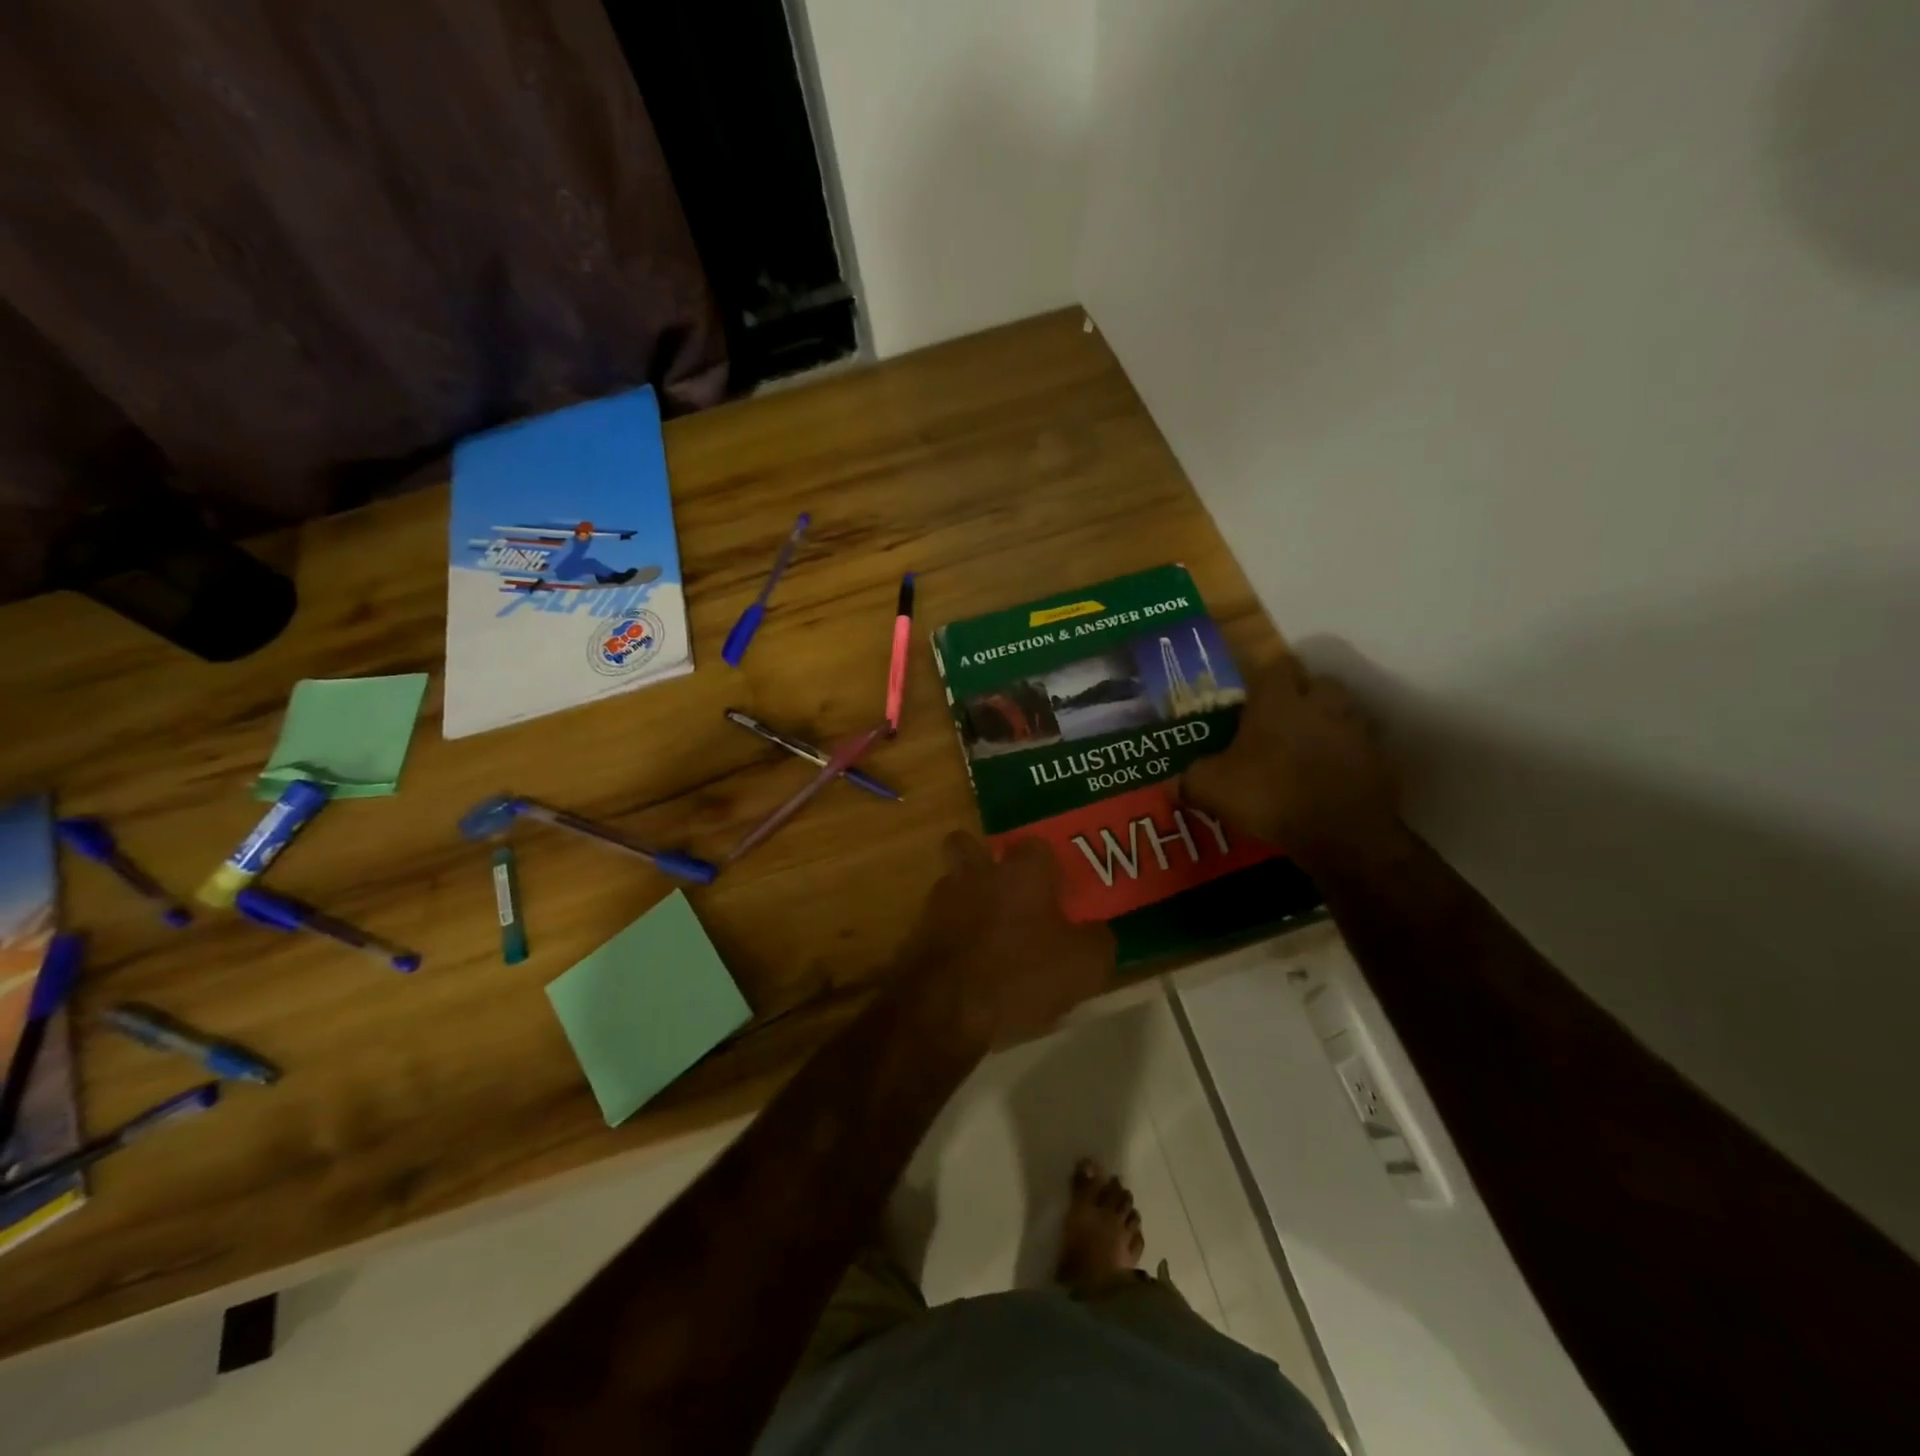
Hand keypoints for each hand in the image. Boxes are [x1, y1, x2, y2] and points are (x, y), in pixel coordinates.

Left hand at [896, 833, 1115, 1048]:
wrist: (943, 1009)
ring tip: (986, 934)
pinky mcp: (916, 932)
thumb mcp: (1083, 967)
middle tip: (1004, 889)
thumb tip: (1095, 932)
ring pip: (951, 884)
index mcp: (1021, 872)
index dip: (1046, 864)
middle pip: (968, 845)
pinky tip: (967, 964)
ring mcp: (940, 901)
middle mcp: (976, 874)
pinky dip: (951, 937)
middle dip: (981, 859)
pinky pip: (938, 924)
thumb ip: (1096, 941)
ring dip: (965, 900)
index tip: (1056, 887)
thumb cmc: (1020, 975)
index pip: (1035, 845)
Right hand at [1181, 653, 1403, 868]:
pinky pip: (1362, 750)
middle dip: (1304, 696)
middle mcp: (1321, 705)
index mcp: (1278, 701)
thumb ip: (1191, 779)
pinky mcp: (1380, 761)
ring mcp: (1356, 731)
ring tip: (1309, 749)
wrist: (1341, 834)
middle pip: (1318, 684)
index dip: (1264, 678)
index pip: (1276, 666)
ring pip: (1345, 713)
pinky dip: (1349, 758)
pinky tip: (1331, 779)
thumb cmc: (1269, 795)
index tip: (1252, 696)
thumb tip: (1174, 784)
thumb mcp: (1211, 788)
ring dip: (1329, 724)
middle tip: (1283, 721)